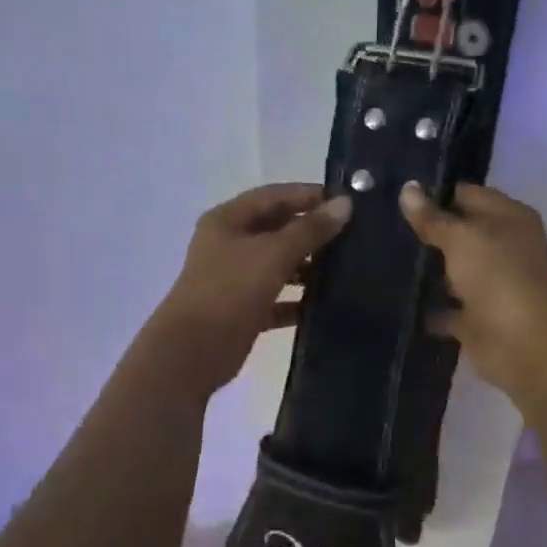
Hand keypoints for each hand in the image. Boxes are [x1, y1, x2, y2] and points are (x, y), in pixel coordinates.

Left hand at [149, 182, 351, 396]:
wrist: (193, 351)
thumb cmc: (230, 290)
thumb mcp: (273, 253)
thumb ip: (310, 229)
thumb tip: (344, 204)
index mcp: (228, 220)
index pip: (273, 196)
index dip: (308, 195)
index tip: (347, 202)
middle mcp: (229, 244)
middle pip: (276, 229)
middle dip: (311, 231)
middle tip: (354, 235)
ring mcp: (235, 278)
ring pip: (278, 264)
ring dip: (308, 266)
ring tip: (346, 268)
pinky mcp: (243, 310)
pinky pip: (277, 298)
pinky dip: (298, 300)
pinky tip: (326, 303)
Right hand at [399, 181, 546, 395]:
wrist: (528, 348)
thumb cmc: (500, 279)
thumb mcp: (462, 239)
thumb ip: (433, 218)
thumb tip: (407, 188)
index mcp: (508, 218)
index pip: (466, 194)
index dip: (434, 192)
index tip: (394, 193)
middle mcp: (502, 248)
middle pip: (458, 233)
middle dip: (424, 231)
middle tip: (380, 224)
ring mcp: (489, 285)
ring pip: (451, 270)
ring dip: (424, 269)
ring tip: (378, 256)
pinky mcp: (476, 319)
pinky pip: (445, 308)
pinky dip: (427, 307)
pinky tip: (395, 299)